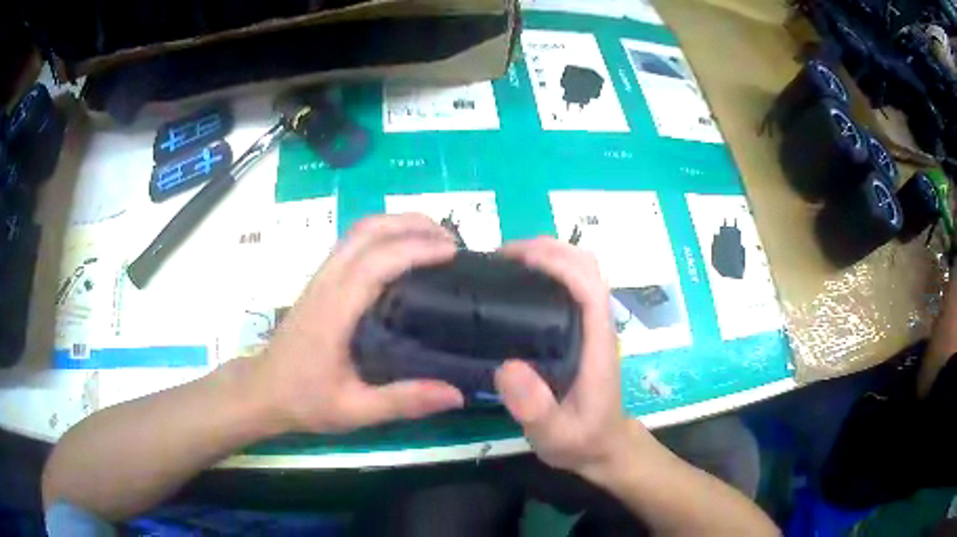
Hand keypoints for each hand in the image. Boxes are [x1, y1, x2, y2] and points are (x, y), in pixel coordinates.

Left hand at [257, 214, 464, 433]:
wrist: (263, 390)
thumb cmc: (304, 400)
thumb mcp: (354, 411)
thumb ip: (403, 401)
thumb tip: (457, 393)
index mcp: (334, 310)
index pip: (376, 262)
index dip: (416, 249)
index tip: (453, 252)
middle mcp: (326, 283)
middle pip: (367, 231)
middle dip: (411, 224)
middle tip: (451, 240)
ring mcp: (321, 277)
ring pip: (358, 231)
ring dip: (398, 224)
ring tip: (434, 239)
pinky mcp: (320, 281)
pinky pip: (353, 243)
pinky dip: (383, 235)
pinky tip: (402, 253)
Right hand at [495, 238, 655, 478]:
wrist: (603, 448)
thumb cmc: (581, 440)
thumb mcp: (555, 436)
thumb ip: (536, 409)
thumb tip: (507, 367)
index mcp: (598, 343)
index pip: (589, 286)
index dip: (557, 263)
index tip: (515, 258)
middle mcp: (597, 325)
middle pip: (587, 267)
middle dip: (548, 250)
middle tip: (500, 257)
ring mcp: (591, 326)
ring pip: (580, 271)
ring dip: (547, 255)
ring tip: (503, 264)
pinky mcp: (580, 331)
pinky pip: (569, 287)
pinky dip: (545, 271)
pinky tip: (516, 285)